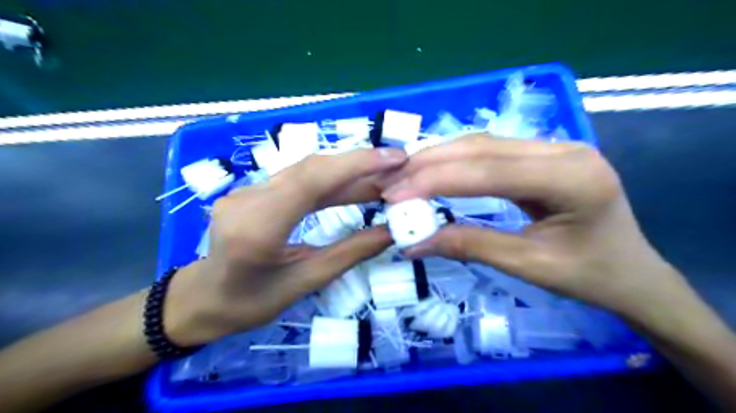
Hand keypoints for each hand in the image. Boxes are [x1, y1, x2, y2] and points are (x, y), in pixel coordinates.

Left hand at [161, 148, 408, 346]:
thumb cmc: (251, 303)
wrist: (203, 299)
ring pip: (305, 170)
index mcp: (257, 228)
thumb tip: (392, 232)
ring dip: (347, 172)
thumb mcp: (306, 282)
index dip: (356, 164)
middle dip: (358, 164)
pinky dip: (330, 181)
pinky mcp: (251, 190)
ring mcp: (246, 190)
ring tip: (383, 179)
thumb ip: (350, 253)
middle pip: (310, 168)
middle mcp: (248, 199)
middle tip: (397, 167)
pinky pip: (297, 179)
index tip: (394, 159)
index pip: (311, 181)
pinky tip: (353, 186)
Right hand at [383, 137, 693, 327]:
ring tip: (402, 175)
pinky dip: (455, 160)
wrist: (632, 273)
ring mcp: (554, 146)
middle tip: (390, 182)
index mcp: (573, 177)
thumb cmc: (590, 275)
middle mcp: (564, 149)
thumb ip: (470, 246)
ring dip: (438, 158)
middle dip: (430, 164)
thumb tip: (413, 244)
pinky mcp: (542, 153)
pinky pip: (490, 151)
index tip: (394, 195)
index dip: (436, 180)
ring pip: (482, 143)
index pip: (489, 170)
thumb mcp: (528, 266)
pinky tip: (431, 169)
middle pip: (482, 147)